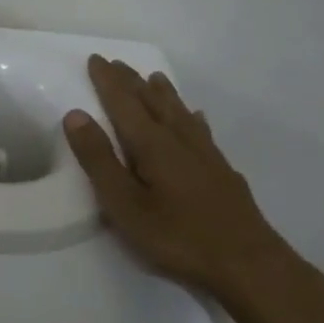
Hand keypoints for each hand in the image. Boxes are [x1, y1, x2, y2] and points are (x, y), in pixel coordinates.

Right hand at [62, 56, 295, 298]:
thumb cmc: (177, 237)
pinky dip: (192, 117)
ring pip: (180, 112)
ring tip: (154, 78)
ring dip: (163, 93)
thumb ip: (99, 159)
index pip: (124, 102)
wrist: (247, 263)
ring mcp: (206, 154)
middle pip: (152, 101)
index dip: (108, 81)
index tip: (96, 59)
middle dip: (131, 81)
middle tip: (116, 63)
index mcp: (152, 144)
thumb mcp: (125, 205)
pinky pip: (202, 130)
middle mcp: (180, 139)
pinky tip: (196, 118)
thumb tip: (76, 114)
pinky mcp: (222, 171)